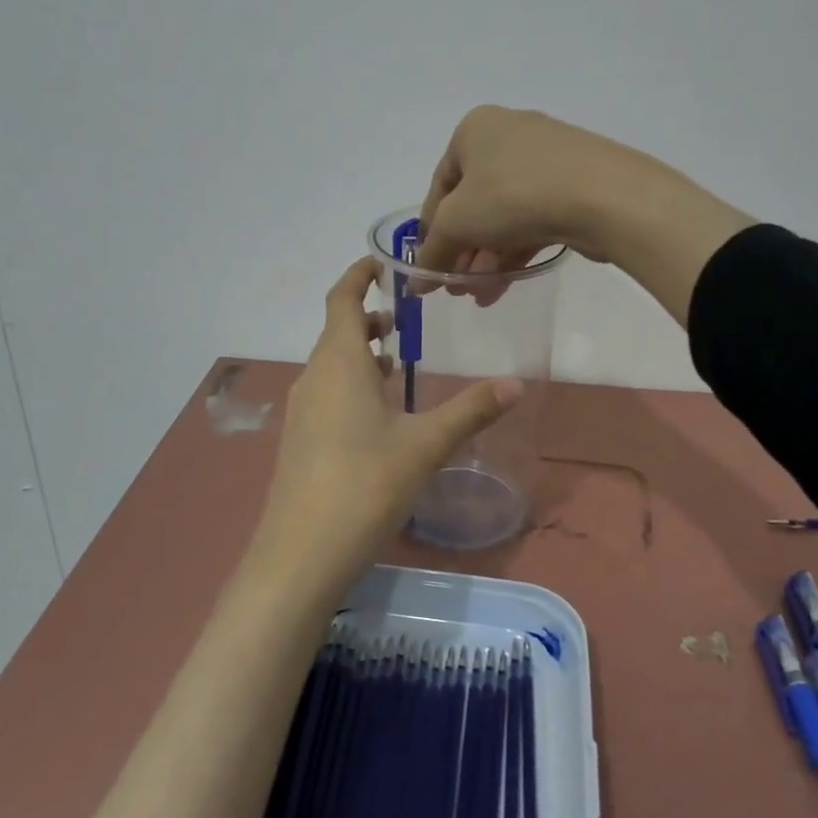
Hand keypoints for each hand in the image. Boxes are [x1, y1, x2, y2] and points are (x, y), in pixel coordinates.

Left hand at [250, 257, 523, 592]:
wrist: (300, 554)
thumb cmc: (364, 485)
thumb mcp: (425, 445)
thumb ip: (471, 410)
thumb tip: (517, 383)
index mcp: (339, 363)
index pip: (342, 299)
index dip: (358, 276)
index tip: (382, 263)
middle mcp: (314, 378)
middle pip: (337, 332)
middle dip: (368, 317)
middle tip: (407, 316)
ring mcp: (302, 412)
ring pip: (332, 366)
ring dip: (361, 354)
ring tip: (398, 360)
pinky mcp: (300, 442)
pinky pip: (327, 394)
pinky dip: (352, 385)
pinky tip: (379, 414)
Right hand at [415, 107, 635, 290]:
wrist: (603, 196)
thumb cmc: (512, 195)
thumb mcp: (457, 224)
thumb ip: (433, 253)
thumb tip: (416, 284)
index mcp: (475, 129)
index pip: (440, 186)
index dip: (430, 231)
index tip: (429, 267)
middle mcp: (510, 136)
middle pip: (473, 204)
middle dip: (462, 251)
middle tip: (456, 288)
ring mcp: (546, 160)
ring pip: (504, 216)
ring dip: (486, 259)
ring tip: (479, 296)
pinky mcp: (574, 186)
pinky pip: (532, 220)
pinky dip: (514, 251)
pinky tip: (503, 285)